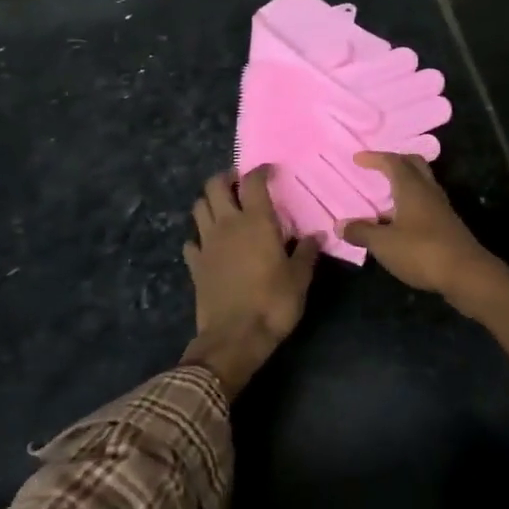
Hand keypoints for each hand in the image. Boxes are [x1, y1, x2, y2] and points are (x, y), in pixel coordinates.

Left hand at [181, 167, 319, 396]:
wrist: (234, 337)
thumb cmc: (273, 303)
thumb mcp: (299, 278)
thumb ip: (307, 252)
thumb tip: (317, 235)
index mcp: (256, 222)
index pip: (253, 182)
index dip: (260, 171)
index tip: (269, 171)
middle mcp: (228, 224)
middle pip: (215, 185)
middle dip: (226, 178)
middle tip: (239, 184)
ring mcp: (207, 243)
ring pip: (199, 207)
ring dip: (210, 202)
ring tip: (224, 209)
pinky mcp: (195, 264)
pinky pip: (191, 241)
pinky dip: (199, 237)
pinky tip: (209, 244)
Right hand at [342, 152, 496, 298]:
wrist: (467, 274)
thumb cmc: (421, 251)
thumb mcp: (384, 244)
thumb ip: (361, 232)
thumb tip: (340, 225)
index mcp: (412, 187)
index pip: (392, 162)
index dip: (374, 158)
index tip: (358, 158)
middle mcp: (429, 191)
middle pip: (413, 165)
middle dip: (395, 161)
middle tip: (377, 167)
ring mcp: (441, 208)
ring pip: (421, 184)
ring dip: (403, 184)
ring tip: (384, 196)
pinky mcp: (447, 225)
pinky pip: (425, 203)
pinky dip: (410, 203)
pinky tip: (398, 221)